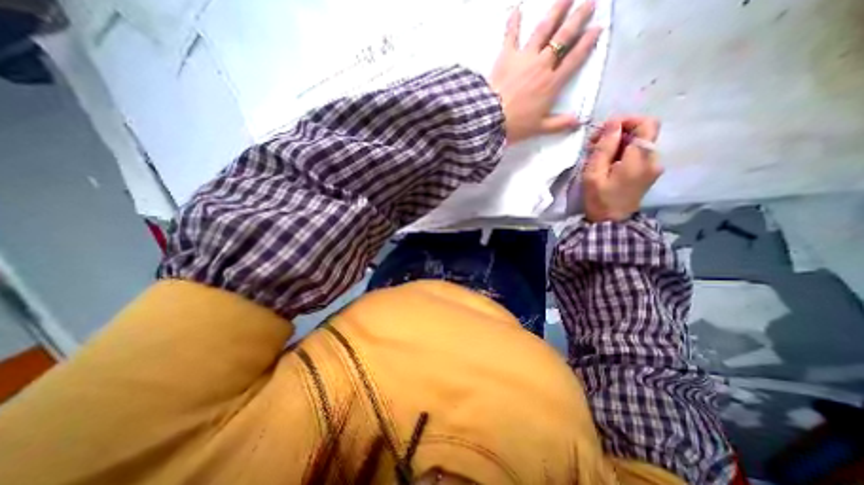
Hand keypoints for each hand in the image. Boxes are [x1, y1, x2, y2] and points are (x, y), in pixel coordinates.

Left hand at [489, 0, 602, 143]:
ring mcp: (524, 57)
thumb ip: (559, 124)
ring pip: (543, 30)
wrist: (491, 118)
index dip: (587, 43)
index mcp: (552, 83)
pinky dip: (513, 22)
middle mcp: (542, 65)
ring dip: (556, 10)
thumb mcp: (540, 128)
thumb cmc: (516, 125)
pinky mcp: (506, 56)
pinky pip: (511, 35)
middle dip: (578, 19)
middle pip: (563, 38)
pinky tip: (517, 9)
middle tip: (589, 2)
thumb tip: (578, 122)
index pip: (574, 59)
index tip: (597, 28)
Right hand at [584, 118, 662, 222]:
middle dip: (618, 132)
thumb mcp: (594, 173)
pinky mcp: (649, 172)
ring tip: (596, 154)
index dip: (626, 121)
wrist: (611, 223)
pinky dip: (622, 151)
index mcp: (640, 158)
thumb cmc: (599, 199)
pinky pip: (638, 153)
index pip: (646, 123)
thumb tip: (613, 123)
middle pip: (642, 132)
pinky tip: (606, 162)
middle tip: (594, 143)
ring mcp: (653, 166)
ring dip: (618, 143)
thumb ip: (604, 147)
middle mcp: (653, 158)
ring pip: (639, 142)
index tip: (604, 130)